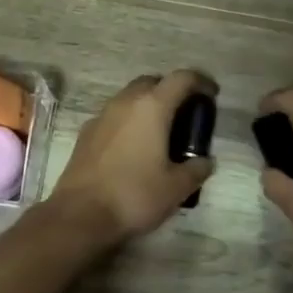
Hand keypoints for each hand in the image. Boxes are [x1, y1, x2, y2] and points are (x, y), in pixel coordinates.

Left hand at [47, 71, 216, 244]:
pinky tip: (134, 147)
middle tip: (185, 113)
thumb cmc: (134, 195)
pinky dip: (129, 121)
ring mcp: (101, 116)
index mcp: (152, 107)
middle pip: (152, 82)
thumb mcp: (176, 188)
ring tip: (161, 131)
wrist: (80, 214)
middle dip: (171, 91)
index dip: (201, 82)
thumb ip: (196, 169)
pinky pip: (114, 116)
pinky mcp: (86, 133)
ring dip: (148, 105)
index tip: (212, 95)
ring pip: (130, 97)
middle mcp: (125, 102)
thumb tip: (205, 161)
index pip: (182, 78)